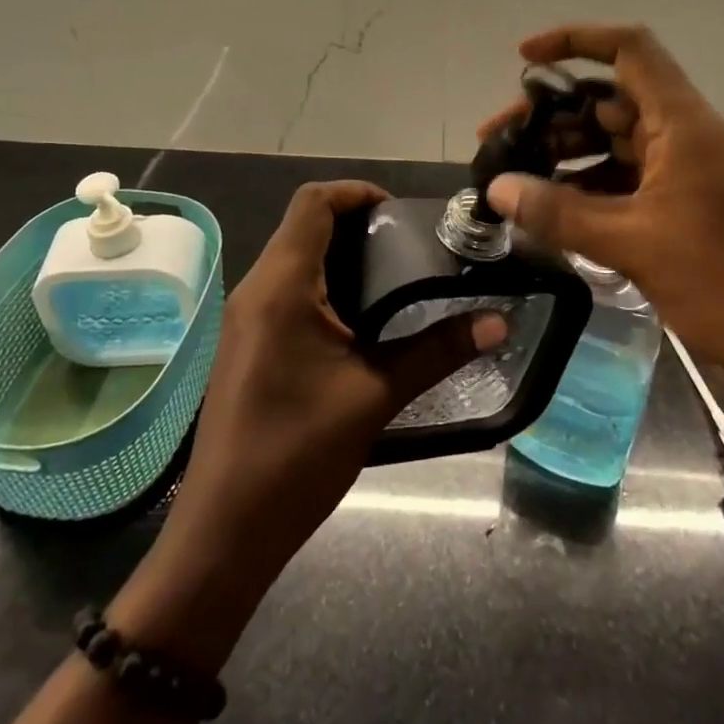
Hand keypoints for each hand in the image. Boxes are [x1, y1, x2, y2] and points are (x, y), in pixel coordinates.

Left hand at [160, 181, 506, 577]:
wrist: (225, 532)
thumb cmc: (297, 454)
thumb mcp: (376, 395)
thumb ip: (438, 350)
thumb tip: (499, 322)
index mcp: (281, 285)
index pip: (313, 202)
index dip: (357, 192)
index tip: (401, 212)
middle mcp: (257, 289)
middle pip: (304, 224)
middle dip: (356, 223)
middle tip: (411, 245)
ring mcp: (246, 317)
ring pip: (294, 257)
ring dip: (340, 255)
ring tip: (396, 276)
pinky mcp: (247, 342)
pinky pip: (286, 289)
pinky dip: (324, 284)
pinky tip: (361, 318)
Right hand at [481, 25, 723, 408]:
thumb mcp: (636, 245)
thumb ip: (561, 214)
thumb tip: (496, 188)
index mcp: (682, 123)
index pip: (629, 50)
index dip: (575, 41)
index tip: (524, 59)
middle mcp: (682, 137)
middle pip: (608, 101)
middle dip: (551, 114)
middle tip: (497, 141)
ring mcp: (683, 176)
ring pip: (612, 145)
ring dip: (565, 155)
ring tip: (513, 178)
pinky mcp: (681, 212)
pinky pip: (623, 184)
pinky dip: (586, 191)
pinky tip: (549, 212)